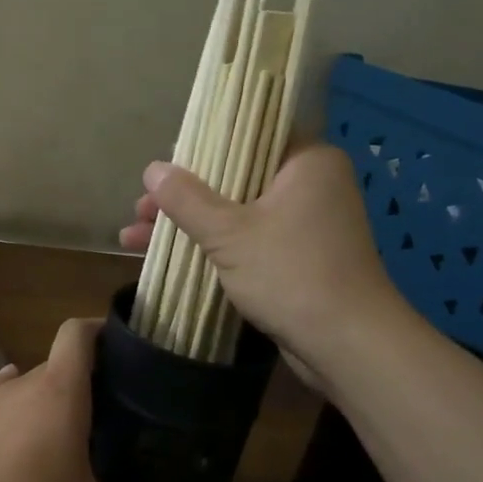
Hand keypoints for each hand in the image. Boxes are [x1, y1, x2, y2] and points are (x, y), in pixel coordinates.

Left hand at [0, 318, 200, 481]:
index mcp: (57, 395)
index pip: (76, 335)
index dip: (98, 329)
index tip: (121, 345)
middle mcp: (17, 388)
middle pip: (53, 367)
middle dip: (80, 383)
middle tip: (107, 416)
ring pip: (20, 389)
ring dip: (42, 404)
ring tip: (62, 439)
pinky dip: (10, 421)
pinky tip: (16, 451)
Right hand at [119, 144, 401, 384]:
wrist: (348, 346)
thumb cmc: (292, 274)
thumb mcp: (229, 233)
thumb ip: (187, 199)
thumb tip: (152, 168)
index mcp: (306, 162)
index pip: (249, 135)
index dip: (201, 147)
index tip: (164, 162)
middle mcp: (310, 186)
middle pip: (234, 177)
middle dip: (183, 196)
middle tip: (141, 209)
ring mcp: (304, 224)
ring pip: (235, 212)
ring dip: (189, 225)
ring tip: (134, 237)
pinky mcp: (297, 258)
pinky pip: (246, 240)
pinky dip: (211, 246)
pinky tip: (165, 258)